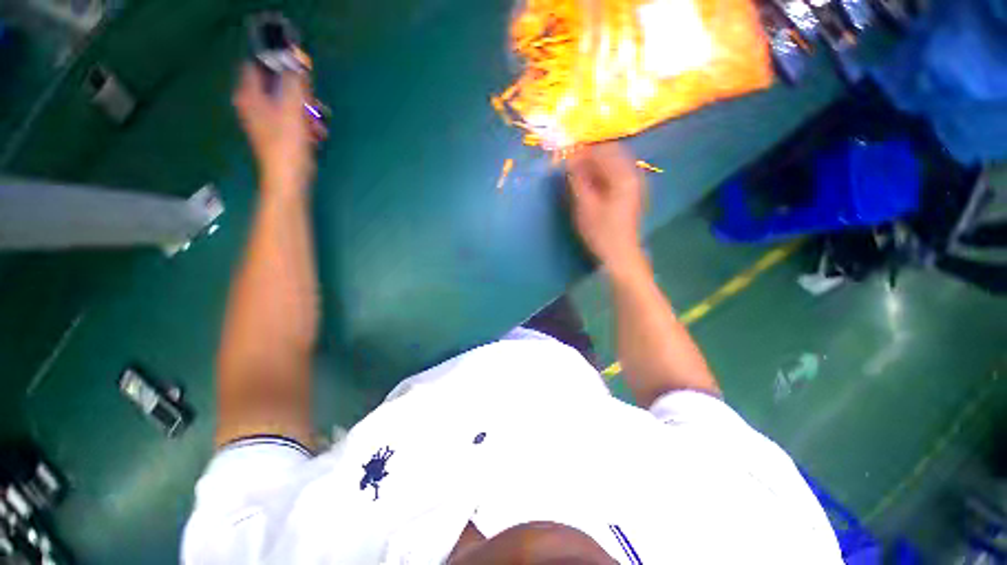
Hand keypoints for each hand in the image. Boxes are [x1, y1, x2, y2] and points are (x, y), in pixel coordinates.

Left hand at [233, 63, 315, 193]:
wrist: (289, 180)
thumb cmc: (287, 145)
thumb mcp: (293, 109)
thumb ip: (295, 82)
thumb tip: (297, 59)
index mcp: (250, 95)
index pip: (258, 64)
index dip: (278, 63)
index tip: (299, 73)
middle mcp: (253, 104)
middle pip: (277, 84)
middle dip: (299, 93)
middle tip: (313, 104)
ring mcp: (265, 119)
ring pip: (288, 102)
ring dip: (307, 110)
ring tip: (318, 125)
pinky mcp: (278, 133)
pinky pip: (292, 118)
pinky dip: (305, 123)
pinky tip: (316, 134)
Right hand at [567, 143, 645, 271]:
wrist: (620, 254)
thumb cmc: (602, 232)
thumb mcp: (585, 206)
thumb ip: (578, 180)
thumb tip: (570, 160)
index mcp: (623, 176)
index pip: (604, 151)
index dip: (584, 151)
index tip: (567, 155)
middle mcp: (632, 175)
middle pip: (611, 154)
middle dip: (590, 155)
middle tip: (571, 164)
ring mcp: (633, 184)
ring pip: (613, 163)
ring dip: (595, 165)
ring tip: (577, 173)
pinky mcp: (630, 192)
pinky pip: (614, 174)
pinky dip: (601, 174)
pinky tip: (589, 183)